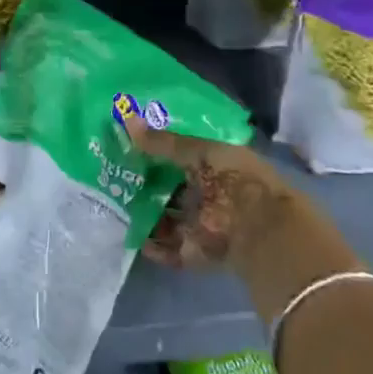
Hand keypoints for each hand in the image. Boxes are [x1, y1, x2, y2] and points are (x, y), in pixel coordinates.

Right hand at [126, 123, 295, 271]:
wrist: (258, 230)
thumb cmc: (235, 179)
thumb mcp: (200, 152)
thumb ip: (164, 143)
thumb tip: (127, 121)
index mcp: (217, 165)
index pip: (183, 154)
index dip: (158, 148)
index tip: (129, 141)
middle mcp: (209, 194)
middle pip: (172, 186)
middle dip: (146, 181)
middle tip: (114, 170)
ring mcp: (201, 224)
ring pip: (167, 217)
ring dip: (145, 212)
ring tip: (114, 200)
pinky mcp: (195, 252)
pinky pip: (168, 248)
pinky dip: (151, 245)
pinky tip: (130, 233)